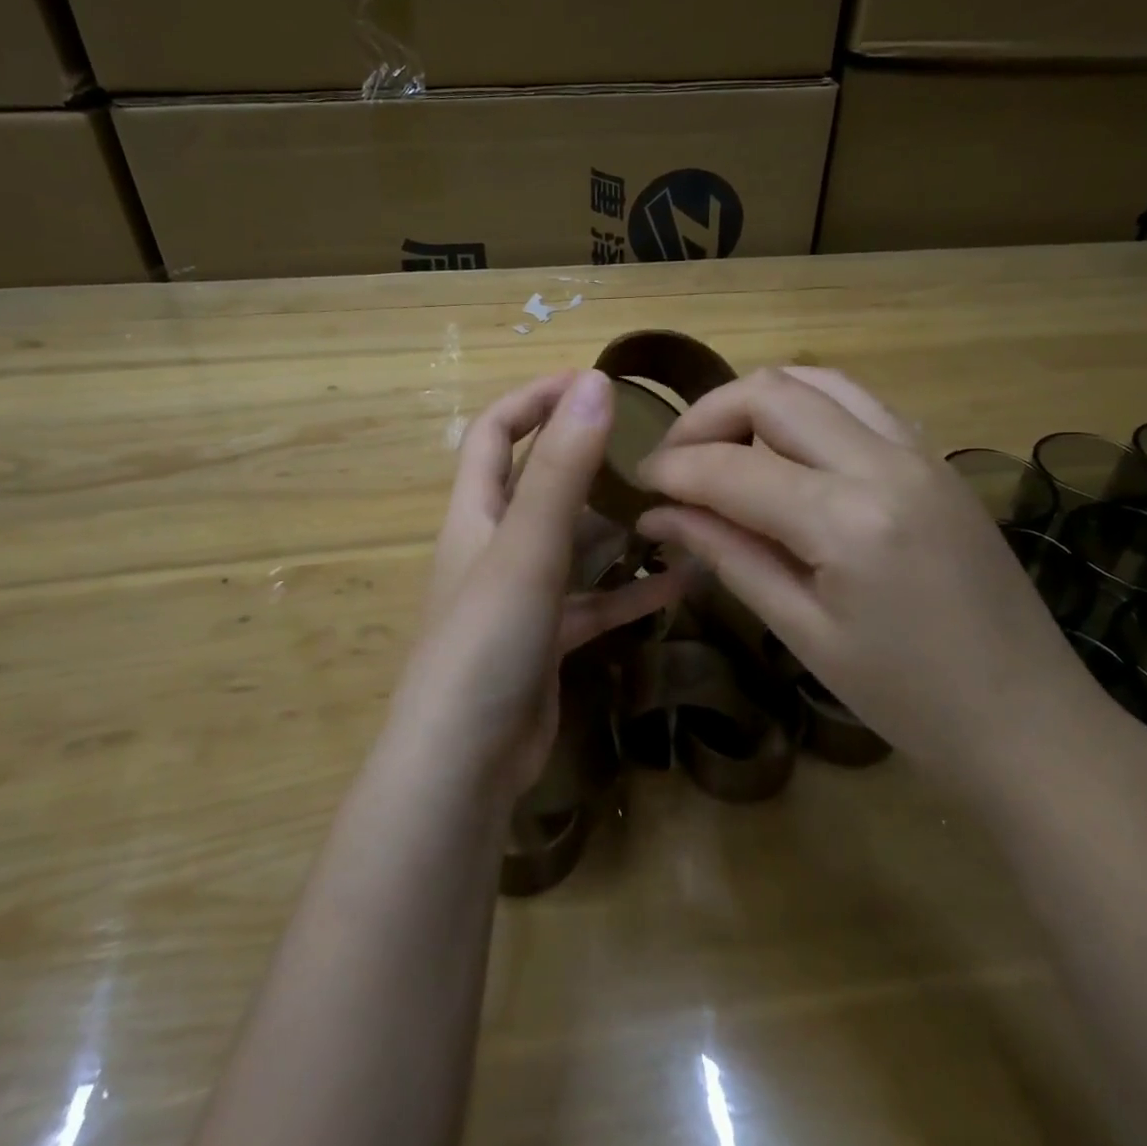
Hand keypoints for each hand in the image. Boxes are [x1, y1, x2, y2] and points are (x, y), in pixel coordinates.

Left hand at [396, 370, 686, 798]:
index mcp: (475, 513)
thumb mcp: (526, 548)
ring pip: (573, 545)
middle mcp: (494, 547)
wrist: (464, 764)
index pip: (494, 432)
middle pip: (538, 484)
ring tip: (675, 507)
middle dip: (585, 459)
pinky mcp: (546, 641)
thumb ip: (561, 468)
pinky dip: (630, 592)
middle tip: (650, 445)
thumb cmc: (484, 643)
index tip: (591, 380)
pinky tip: (682, 584)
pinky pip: (594, 604)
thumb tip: (594, 383)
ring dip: (617, 527)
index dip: (534, 398)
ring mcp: (521, 597)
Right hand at [634, 367, 1096, 788]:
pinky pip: (857, 403)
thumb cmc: (906, 698)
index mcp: (848, 519)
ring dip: (754, 403)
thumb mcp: (802, 631)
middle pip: (770, 392)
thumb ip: (726, 554)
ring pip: (816, 381)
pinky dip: (805, 411)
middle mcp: (885, 462)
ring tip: (722, 449)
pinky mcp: (935, 458)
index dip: (671, 470)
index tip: (636, 484)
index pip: (731, 468)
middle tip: (673, 463)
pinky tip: (785, 454)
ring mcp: (919, 451)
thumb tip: (658, 514)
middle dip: (704, 418)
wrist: (1028, 720)